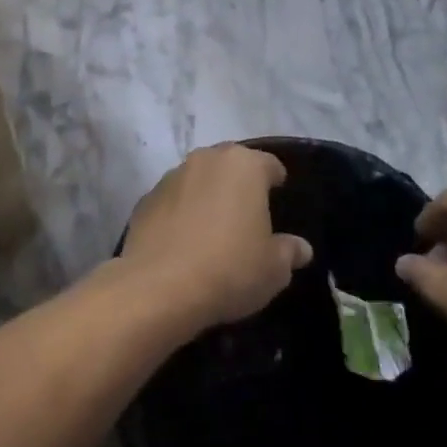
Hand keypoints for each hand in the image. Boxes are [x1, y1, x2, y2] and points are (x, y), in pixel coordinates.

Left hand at [119, 145, 311, 331]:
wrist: (160, 287)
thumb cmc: (230, 269)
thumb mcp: (274, 269)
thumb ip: (289, 251)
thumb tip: (301, 248)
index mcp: (244, 166)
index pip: (269, 164)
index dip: (276, 180)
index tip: (279, 198)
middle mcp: (206, 160)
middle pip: (230, 165)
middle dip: (239, 184)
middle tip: (248, 213)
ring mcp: (172, 176)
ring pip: (198, 179)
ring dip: (207, 195)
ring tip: (213, 228)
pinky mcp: (146, 199)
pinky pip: (173, 201)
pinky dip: (180, 213)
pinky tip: (184, 242)